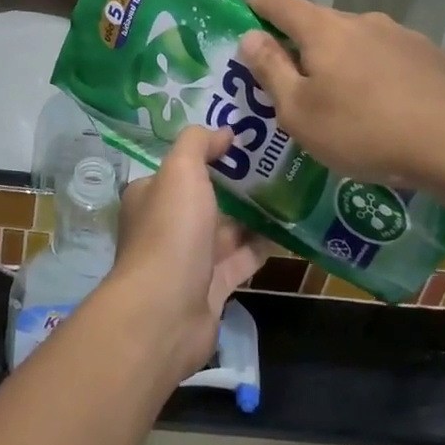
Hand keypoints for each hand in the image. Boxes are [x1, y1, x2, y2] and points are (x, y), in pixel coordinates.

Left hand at [106, 127, 269, 379]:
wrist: (166, 311)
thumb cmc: (170, 232)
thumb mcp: (180, 172)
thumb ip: (197, 144)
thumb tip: (223, 132)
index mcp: (151, 195)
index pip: (181, 168)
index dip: (210, 153)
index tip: (246, 141)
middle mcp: (166, 225)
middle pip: (206, 198)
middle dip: (238, 184)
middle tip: (280, 163)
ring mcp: (189, 259)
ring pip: (226, 229)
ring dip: (254, 214)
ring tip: (293, 191)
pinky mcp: (212, 287)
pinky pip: (241, 259)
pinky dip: (262, 246)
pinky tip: (291, 230)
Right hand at [239, 0, 444, 195]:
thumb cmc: (363, 130)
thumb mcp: (299, 111)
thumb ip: (270, 70)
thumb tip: (249, 36)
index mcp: (322, 29)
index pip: (278, 1)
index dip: (255, 7)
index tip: (243, 22)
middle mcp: (361, 20)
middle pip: (318, 24)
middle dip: (299, 47)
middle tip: (292, 85)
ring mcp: (402, 35)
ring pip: (357, 42)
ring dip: (341, 63)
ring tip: (344, 105)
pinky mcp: (433, 56)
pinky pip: (390, 59)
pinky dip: (377, 76)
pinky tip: (386, 110)